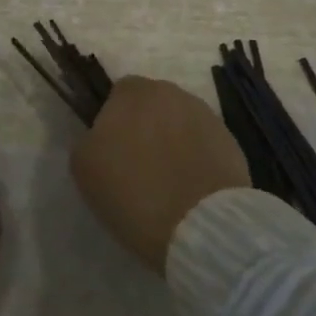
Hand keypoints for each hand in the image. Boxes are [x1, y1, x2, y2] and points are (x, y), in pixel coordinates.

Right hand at [70, 75, 250, 273]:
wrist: (200, 225)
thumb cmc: (133, 192)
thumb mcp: (85, 168)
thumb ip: (89, 139)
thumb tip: (101, 136)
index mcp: (133, 91)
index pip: (118, 94)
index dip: (115, 121)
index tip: (114, 152)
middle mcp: (170, 92)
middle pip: (152, 105)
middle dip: (146, 127)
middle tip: (140, 166)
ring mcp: (204, 115)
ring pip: (180, 124)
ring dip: (173, 142)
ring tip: (169, 181)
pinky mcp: (230, 141)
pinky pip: (204, 145)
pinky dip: (197, 159)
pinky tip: (191, 189)